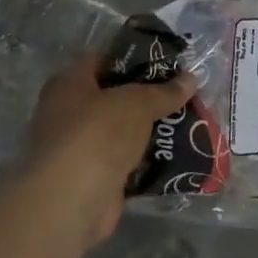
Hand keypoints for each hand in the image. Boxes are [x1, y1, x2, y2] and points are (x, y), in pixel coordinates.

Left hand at [29, 57, 197, 240]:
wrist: (74, 199)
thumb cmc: (98, 133)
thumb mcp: (138, 102)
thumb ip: (165, 91)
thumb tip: (192, 79)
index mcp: (68, 84)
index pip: (102, 60)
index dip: (134, 58)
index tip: (166, 61)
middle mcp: (66, 113)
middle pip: (113, 97)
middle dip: (146, 96)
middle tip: (180, 90)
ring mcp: (77, 147)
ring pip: (120, 130)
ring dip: (147, 128)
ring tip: (185, 118)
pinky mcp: (91, 177)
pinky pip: (124, 159)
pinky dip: (145, 157)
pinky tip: (174, 150)